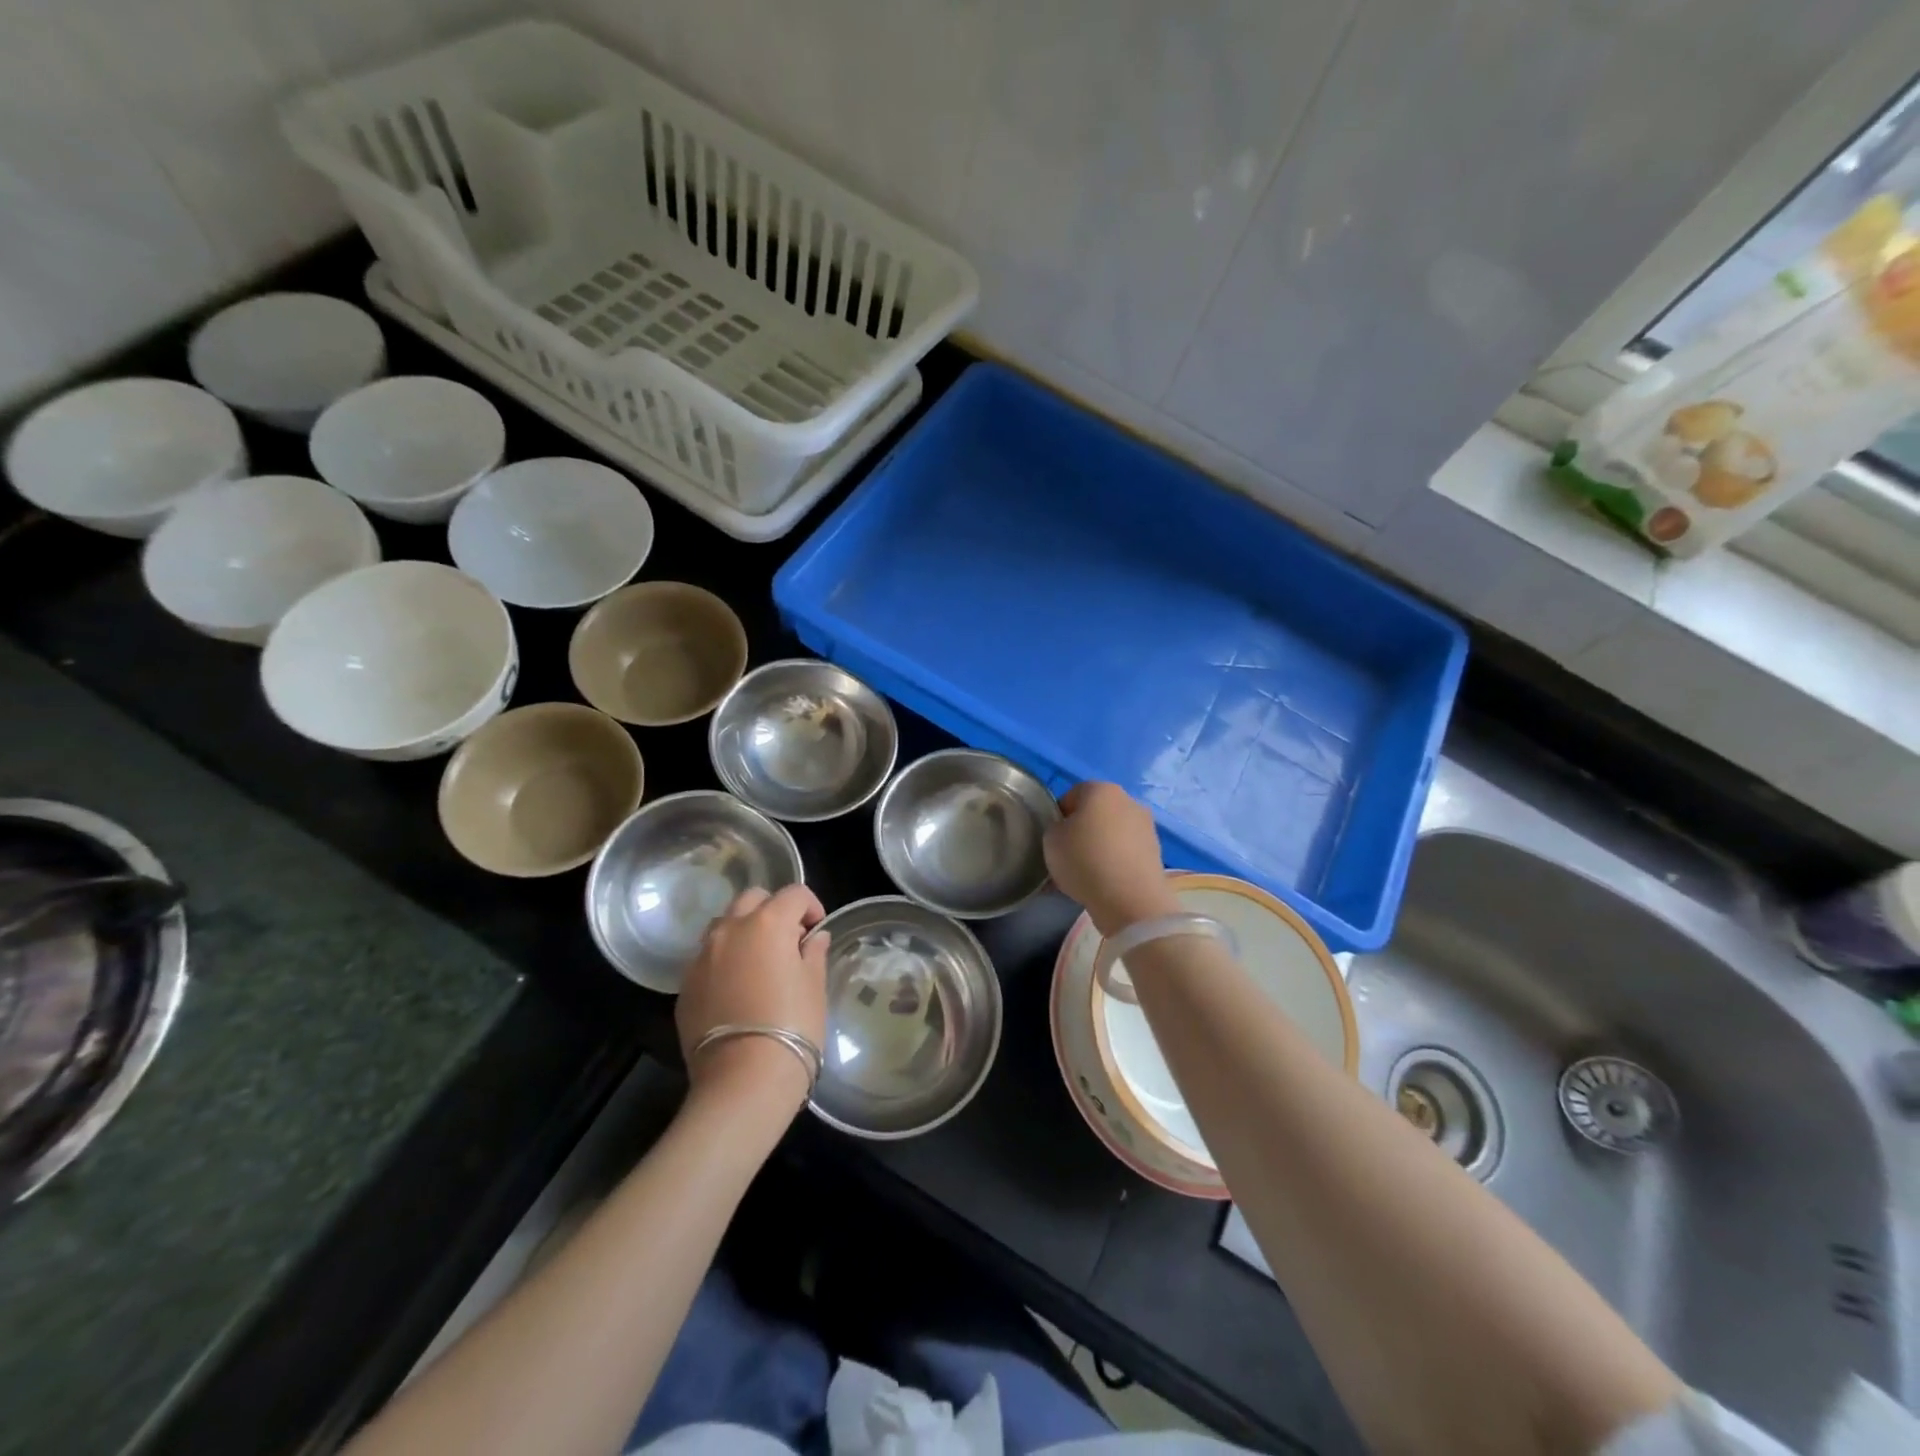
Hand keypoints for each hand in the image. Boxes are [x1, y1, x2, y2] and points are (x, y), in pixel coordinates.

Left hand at [677, 885, 829, 1105]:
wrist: (743, 1080)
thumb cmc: (792, 1027)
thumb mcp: (814, 986)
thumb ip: (813, 953)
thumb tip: (813, 938)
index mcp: (768, 923)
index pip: (794, 894)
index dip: (811, 907)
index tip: (817, 931)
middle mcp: (730, 929)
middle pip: (753, 898)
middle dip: (773, 910)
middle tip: (789, 940)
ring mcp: (702, 957)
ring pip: (724, 925)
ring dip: (744, 931)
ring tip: (759, 962)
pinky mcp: (685, 985)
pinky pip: (707, 958)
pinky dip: (724, 961)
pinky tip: (737, 990)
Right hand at [1044, 782, 1177, 935]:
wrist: (1130, 899)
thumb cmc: (1085, 860)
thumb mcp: (1051, 840)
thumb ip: (1056, 827)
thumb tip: (1069, 831)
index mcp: (1101, 789)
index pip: (1072, 795)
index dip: (1059, 816)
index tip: (1054, 839)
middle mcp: (1128, 800)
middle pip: (1096, 813)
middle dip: (1083, 831)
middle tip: (1068, 856)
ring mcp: (1146, 827)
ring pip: (1113, 833)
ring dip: (1100, 847)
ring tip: (1087, 874)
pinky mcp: (1156, 852)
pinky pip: (1126, 853)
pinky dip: (1115, 863)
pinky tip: (1104, 883)